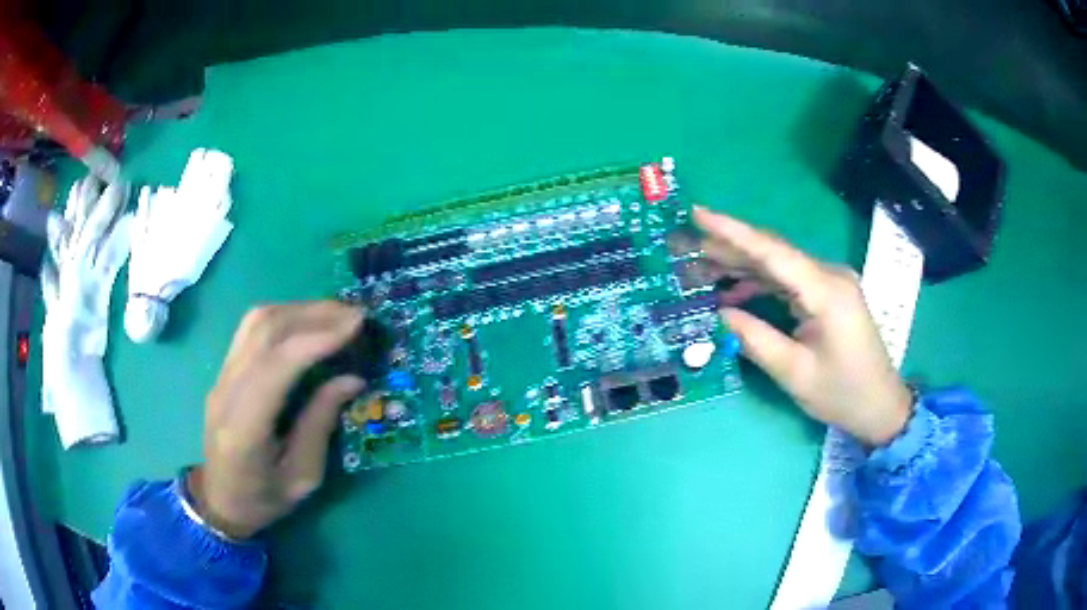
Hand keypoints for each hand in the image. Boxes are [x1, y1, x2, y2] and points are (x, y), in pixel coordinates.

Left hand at [188, 302, 365, 538]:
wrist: (218, 499)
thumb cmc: (263, 499)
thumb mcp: (302, 478)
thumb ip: (321, 425)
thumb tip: (351, 379)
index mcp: (245, 429)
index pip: (276, 365)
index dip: (316, 338)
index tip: (356, 325)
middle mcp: (226, 391)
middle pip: (264, 330)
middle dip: (314, 314)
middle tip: (356, 314)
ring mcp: (220, 375)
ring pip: (256, 321)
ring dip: (299, 309)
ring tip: (336, 314)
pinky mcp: (223, 369)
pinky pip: (252, 329)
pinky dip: (285, 317)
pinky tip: (308, 324)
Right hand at [694, 208, 911, 446]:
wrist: (880, 405)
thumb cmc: (842, 394)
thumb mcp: (795, 373)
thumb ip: (755, 338)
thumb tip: (717, 312)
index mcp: (826, 290)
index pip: (772, 252)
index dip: (732, 231)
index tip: (697, 213)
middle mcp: (829, 275)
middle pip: (773, 252)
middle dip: (728, 246)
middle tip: (686, 245)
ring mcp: (829, 282)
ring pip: (778, 264)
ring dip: (740, 264)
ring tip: (699, 266)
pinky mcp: (826, 294)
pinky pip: (787, 280)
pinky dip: (758, 282)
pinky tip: (732, 290)